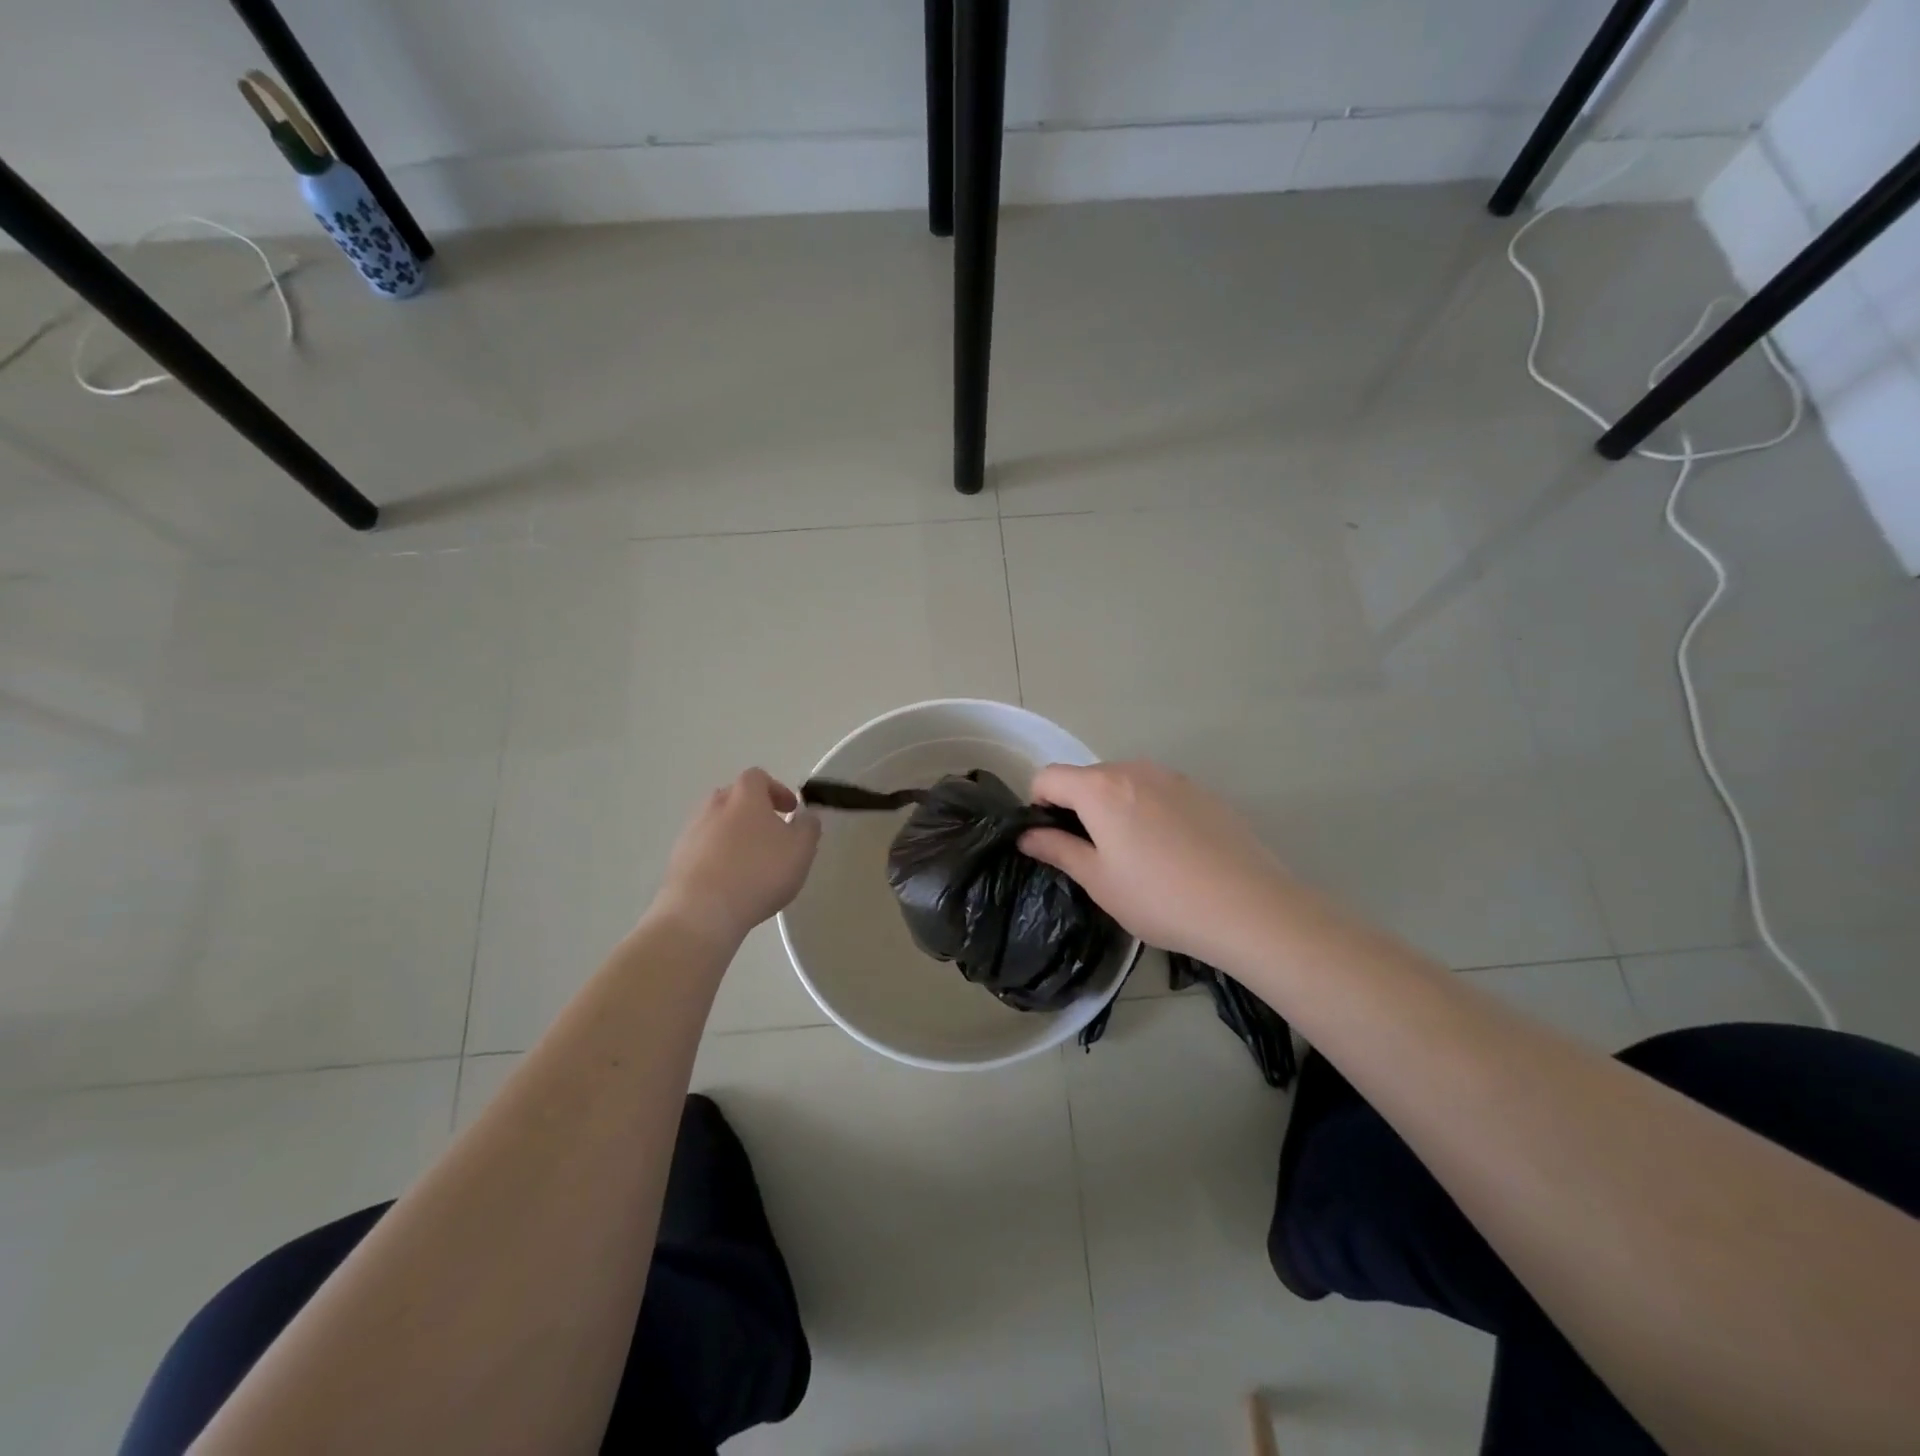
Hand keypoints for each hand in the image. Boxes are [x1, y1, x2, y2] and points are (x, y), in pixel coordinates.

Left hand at [652, 768, 820, 950]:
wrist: (701, 912)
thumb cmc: (759, 872)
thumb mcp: (801, 850)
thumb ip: (808, 827)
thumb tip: (806, 816)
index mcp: (745, 796)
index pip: (758, 777)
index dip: (776, 790)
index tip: (790, 810)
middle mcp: (714, 807)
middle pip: (734, 797)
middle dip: (753, 811)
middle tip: (771, 834)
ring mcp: (691, 833)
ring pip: (716, 824)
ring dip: (733, 835)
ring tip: (750, 862)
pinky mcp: (677, 860)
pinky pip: (702, 849)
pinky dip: (716, 857)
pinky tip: (729, 882)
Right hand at [1021, 760, 1297, 965]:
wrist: (1249, 906)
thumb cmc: (1160, 897)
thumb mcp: (1099, 880)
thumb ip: (1057, 849)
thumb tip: (1026, 835)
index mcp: (1100, 788)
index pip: (1048, 777)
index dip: (1038, 805)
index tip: (1051, 840)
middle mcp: (1134, 769)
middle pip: (1087, 778)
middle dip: (1078, 808)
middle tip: (1094, 856)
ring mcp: (1172, 777)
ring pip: (1124, 783)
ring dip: (1114, 808)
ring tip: (1136, 856)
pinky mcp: (1202, 791)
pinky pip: (1157, 792)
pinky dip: (1148, 811)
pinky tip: (1172, 853)